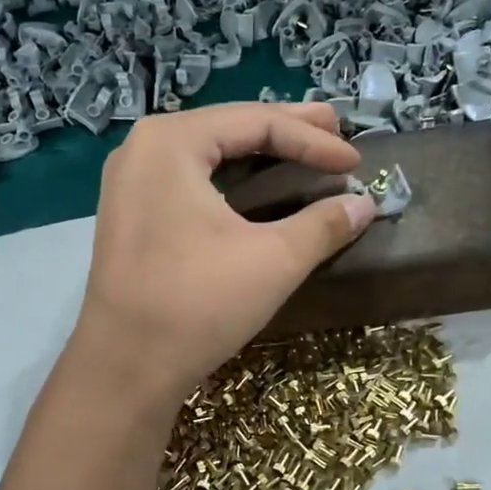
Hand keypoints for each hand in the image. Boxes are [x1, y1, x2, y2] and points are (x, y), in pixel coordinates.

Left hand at [71, 101, 375, 404]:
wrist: (125, 367)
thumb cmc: (198, 304)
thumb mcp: (273, 261)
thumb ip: (323, 225)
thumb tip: (365, 205)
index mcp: (172, 142)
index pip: (256, 122)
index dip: (313, 140)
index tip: (356, 163)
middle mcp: (143, 148)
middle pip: (229, 128)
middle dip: (287, 132)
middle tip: (335, 131)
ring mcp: (131, 182)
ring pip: (209, 154)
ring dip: (259, 153)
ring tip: (305, 150)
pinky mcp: (132, 215)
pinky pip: (191, 180)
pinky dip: (232, 180)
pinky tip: (259, 187)